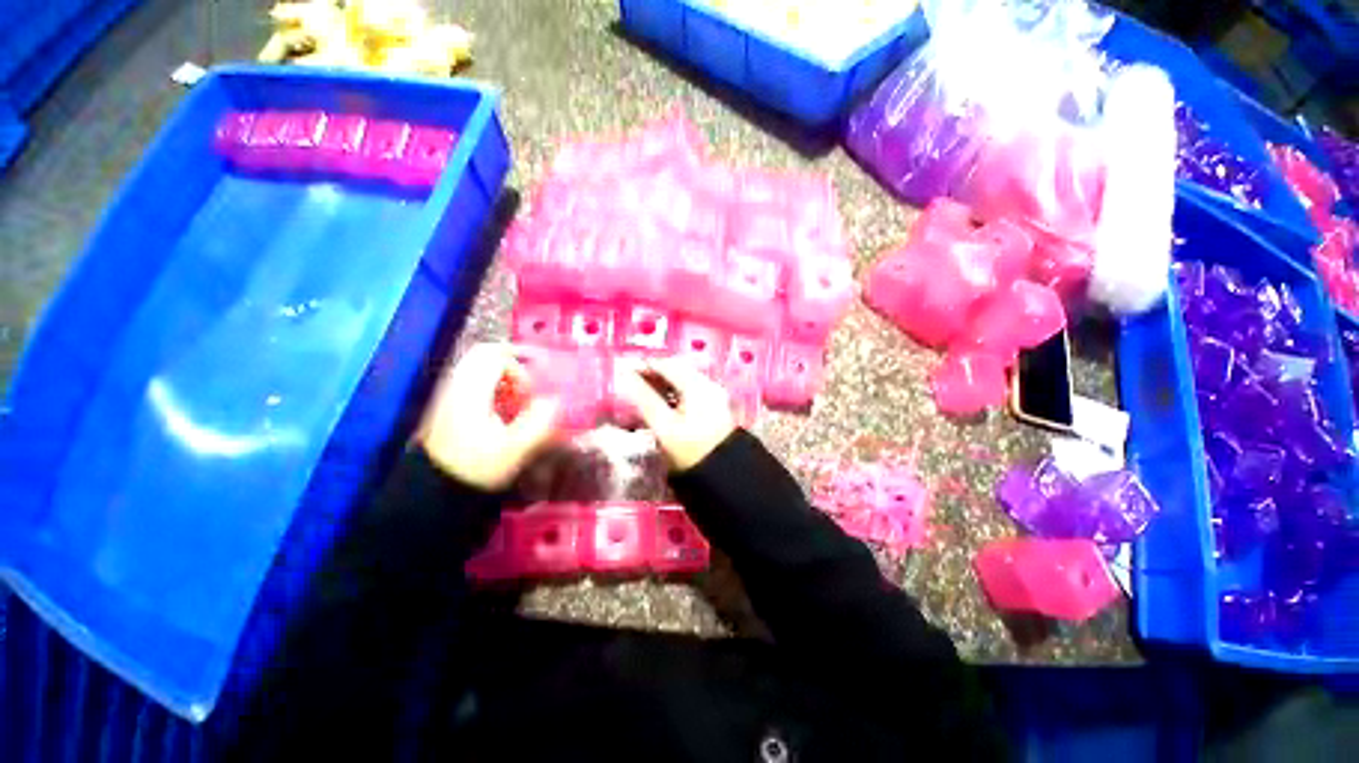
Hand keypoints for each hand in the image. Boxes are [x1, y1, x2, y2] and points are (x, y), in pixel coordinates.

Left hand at [418, 343, 561, 490]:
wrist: (434, 489)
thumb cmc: (477, 467)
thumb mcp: (515, 448)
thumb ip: (538, 421)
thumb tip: (554, 400)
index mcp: (472, 391)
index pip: (496, 356)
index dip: (521, 369)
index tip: (532, 393)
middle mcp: (457, 385)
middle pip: (484, 353)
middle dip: (512, 365)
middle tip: (528, 386)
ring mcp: (450, 393)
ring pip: (478, 365)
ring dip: (503, 375)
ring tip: (517, 398)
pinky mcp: (448, 403)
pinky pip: (472, 378)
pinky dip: (492, 384)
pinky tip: (501, 407)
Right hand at [613, 357, 735, 471]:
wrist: (723, 474)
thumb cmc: (690, 450)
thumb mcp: (663, 425)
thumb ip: (644, 398)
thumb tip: (626, 378)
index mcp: (696, 385)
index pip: (666, 364)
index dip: (644, 365)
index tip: (624, 371)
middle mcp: (707, 384)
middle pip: (676, 369)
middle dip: (653, 373)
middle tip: (631, 381)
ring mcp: (713, 394)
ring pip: (682, 380)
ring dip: (663, 383)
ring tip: (642, 391)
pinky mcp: (714, 406)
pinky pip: (689, 390)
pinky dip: (674, 392)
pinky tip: (662, 402)